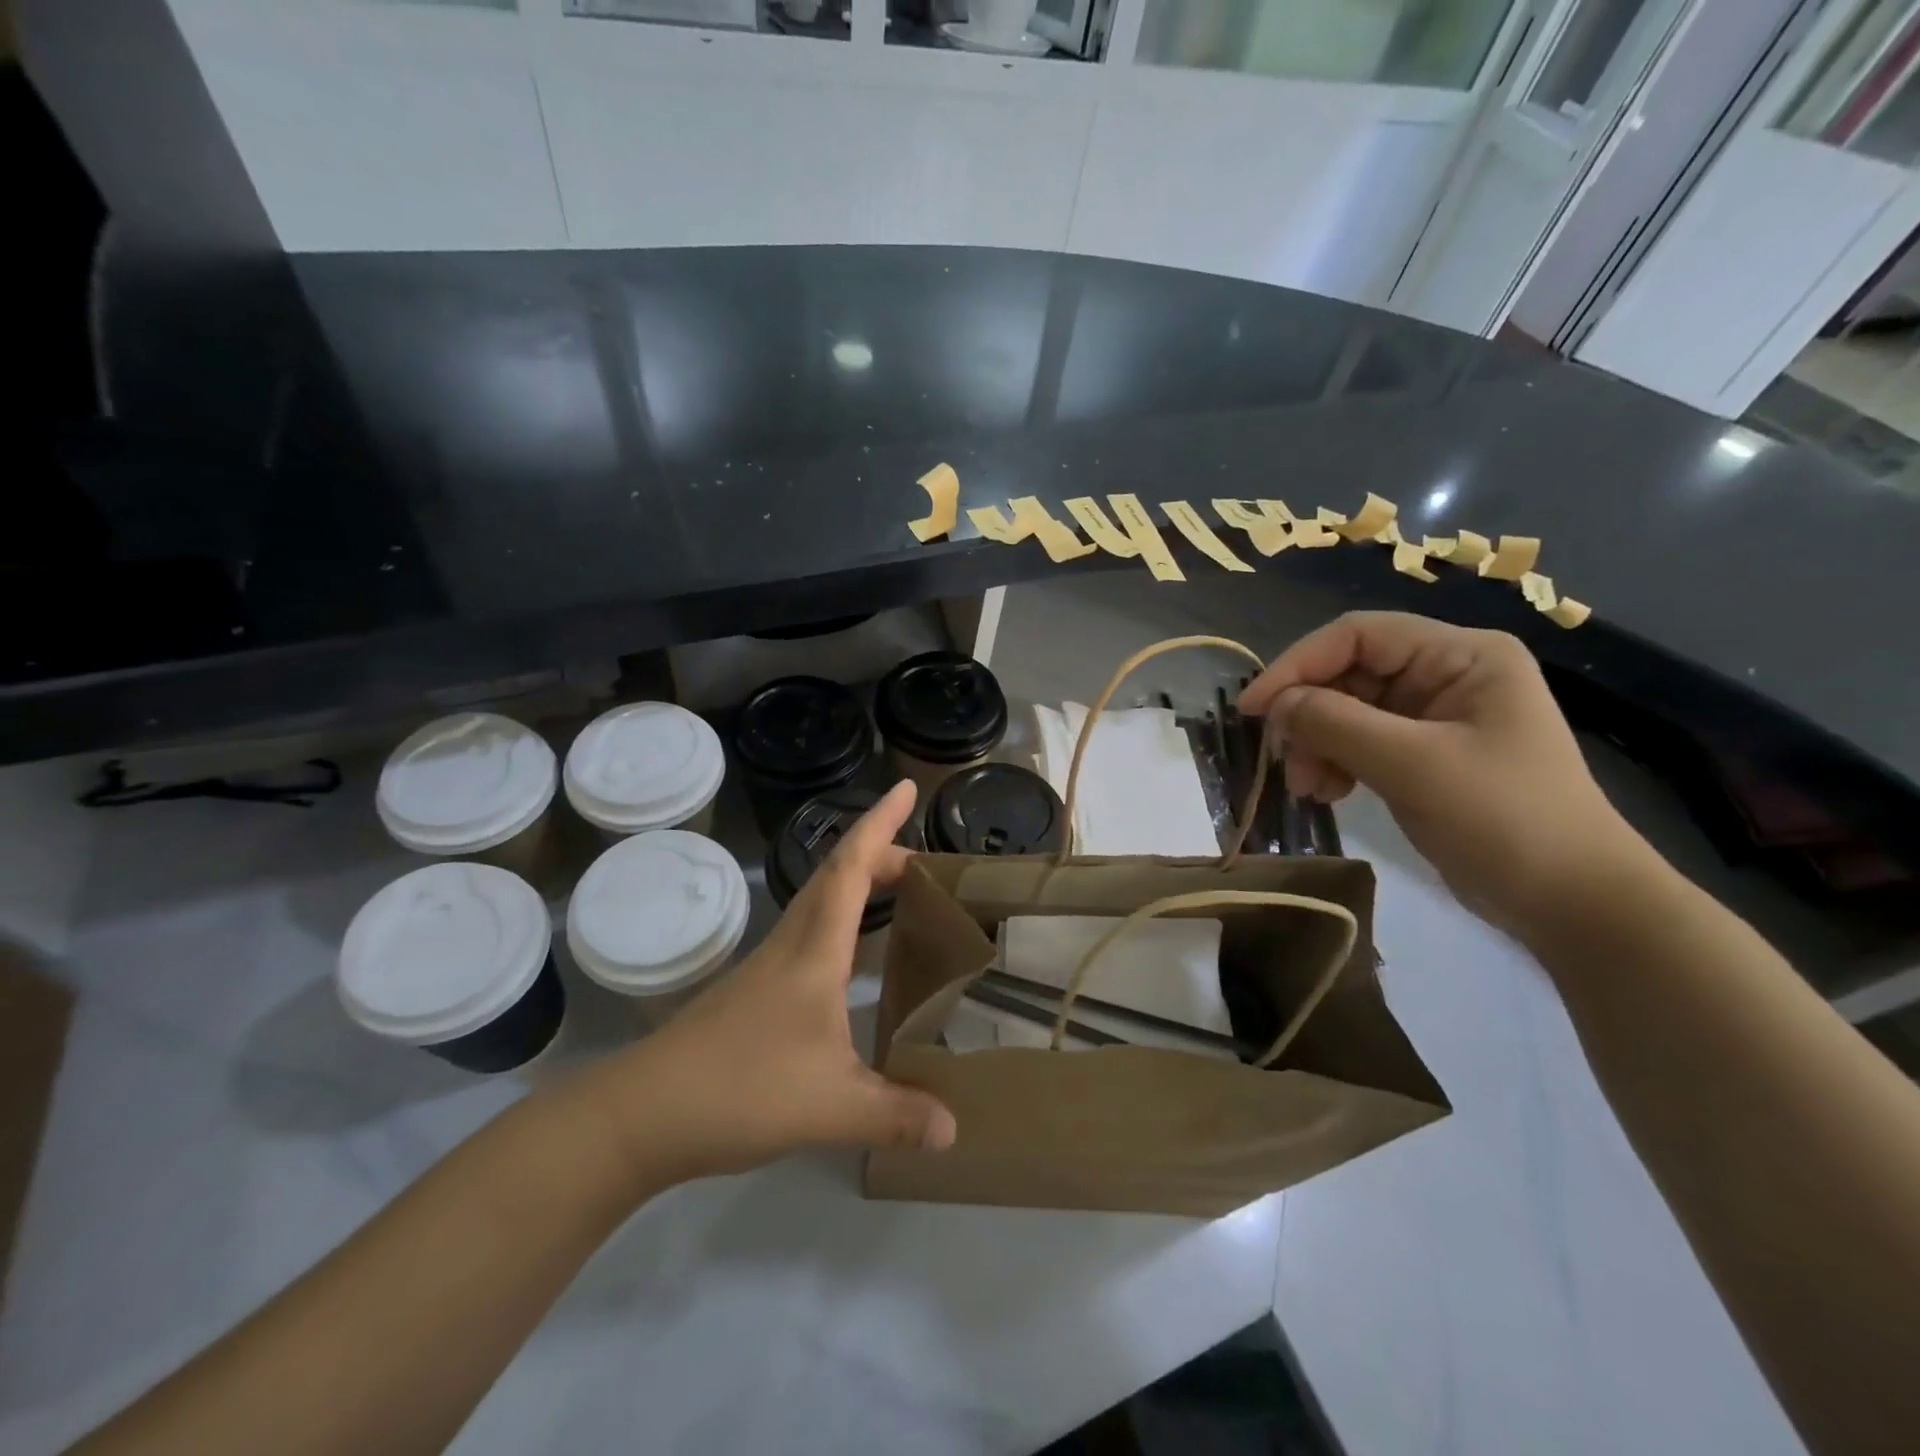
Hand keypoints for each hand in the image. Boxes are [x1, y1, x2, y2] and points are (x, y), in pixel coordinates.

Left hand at [582, 780, 956, 1186]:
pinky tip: (855, 960)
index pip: (851, 867)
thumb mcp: (831, 1108)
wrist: (640, 1116)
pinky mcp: (755, 991)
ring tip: (899, 893)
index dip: (880, 823)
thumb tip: (956, 1131)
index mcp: (814, 951)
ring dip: (859, 885)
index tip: (906, 788)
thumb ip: (896, 1115)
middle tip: (924, 859)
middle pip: (836, 875)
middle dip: (880, 851)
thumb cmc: (740, 1091)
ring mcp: (768, 966)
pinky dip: (842, 923)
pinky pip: (810, 935)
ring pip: (820, 903)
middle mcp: (791, 945)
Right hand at [1237, 612, 1645, 933]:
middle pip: (1349, 673)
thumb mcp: (1414, 765)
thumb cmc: (1504, 819)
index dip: (1298, 664)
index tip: (1253, 709)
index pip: (1358, 636)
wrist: (1572, 901)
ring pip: (1347, 710)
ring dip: (1317, 744)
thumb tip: (1275, 705)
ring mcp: (1434, 716)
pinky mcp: (1424, 754)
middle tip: (1285, 762)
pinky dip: (1335, 762)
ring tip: (1309, 788)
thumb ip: (1336, 724)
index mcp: (1460, 655)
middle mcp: (1446, 674)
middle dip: (1309, 715)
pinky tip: (1328, 793)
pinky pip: (1360, 741)